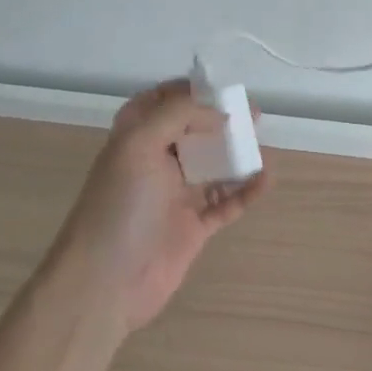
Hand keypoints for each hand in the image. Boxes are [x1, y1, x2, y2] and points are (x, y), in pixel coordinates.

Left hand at [51, 79, 267, 332]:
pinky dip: (247, 191)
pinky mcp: (194, 228)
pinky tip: (265, 179)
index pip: (158, 103)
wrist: (106, 283)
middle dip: (221, 120)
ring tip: (264, 145)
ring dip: (238, 155)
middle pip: (192, 133)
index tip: (218, 87)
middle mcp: (155, 164)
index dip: (185, 91)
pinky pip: (227, 203)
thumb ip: (178, 115)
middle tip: (253, 115)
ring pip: (213, 167)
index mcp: (134, 140)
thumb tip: (219, 114)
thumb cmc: (119, 206)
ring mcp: (176, 197)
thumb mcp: (139, 144)